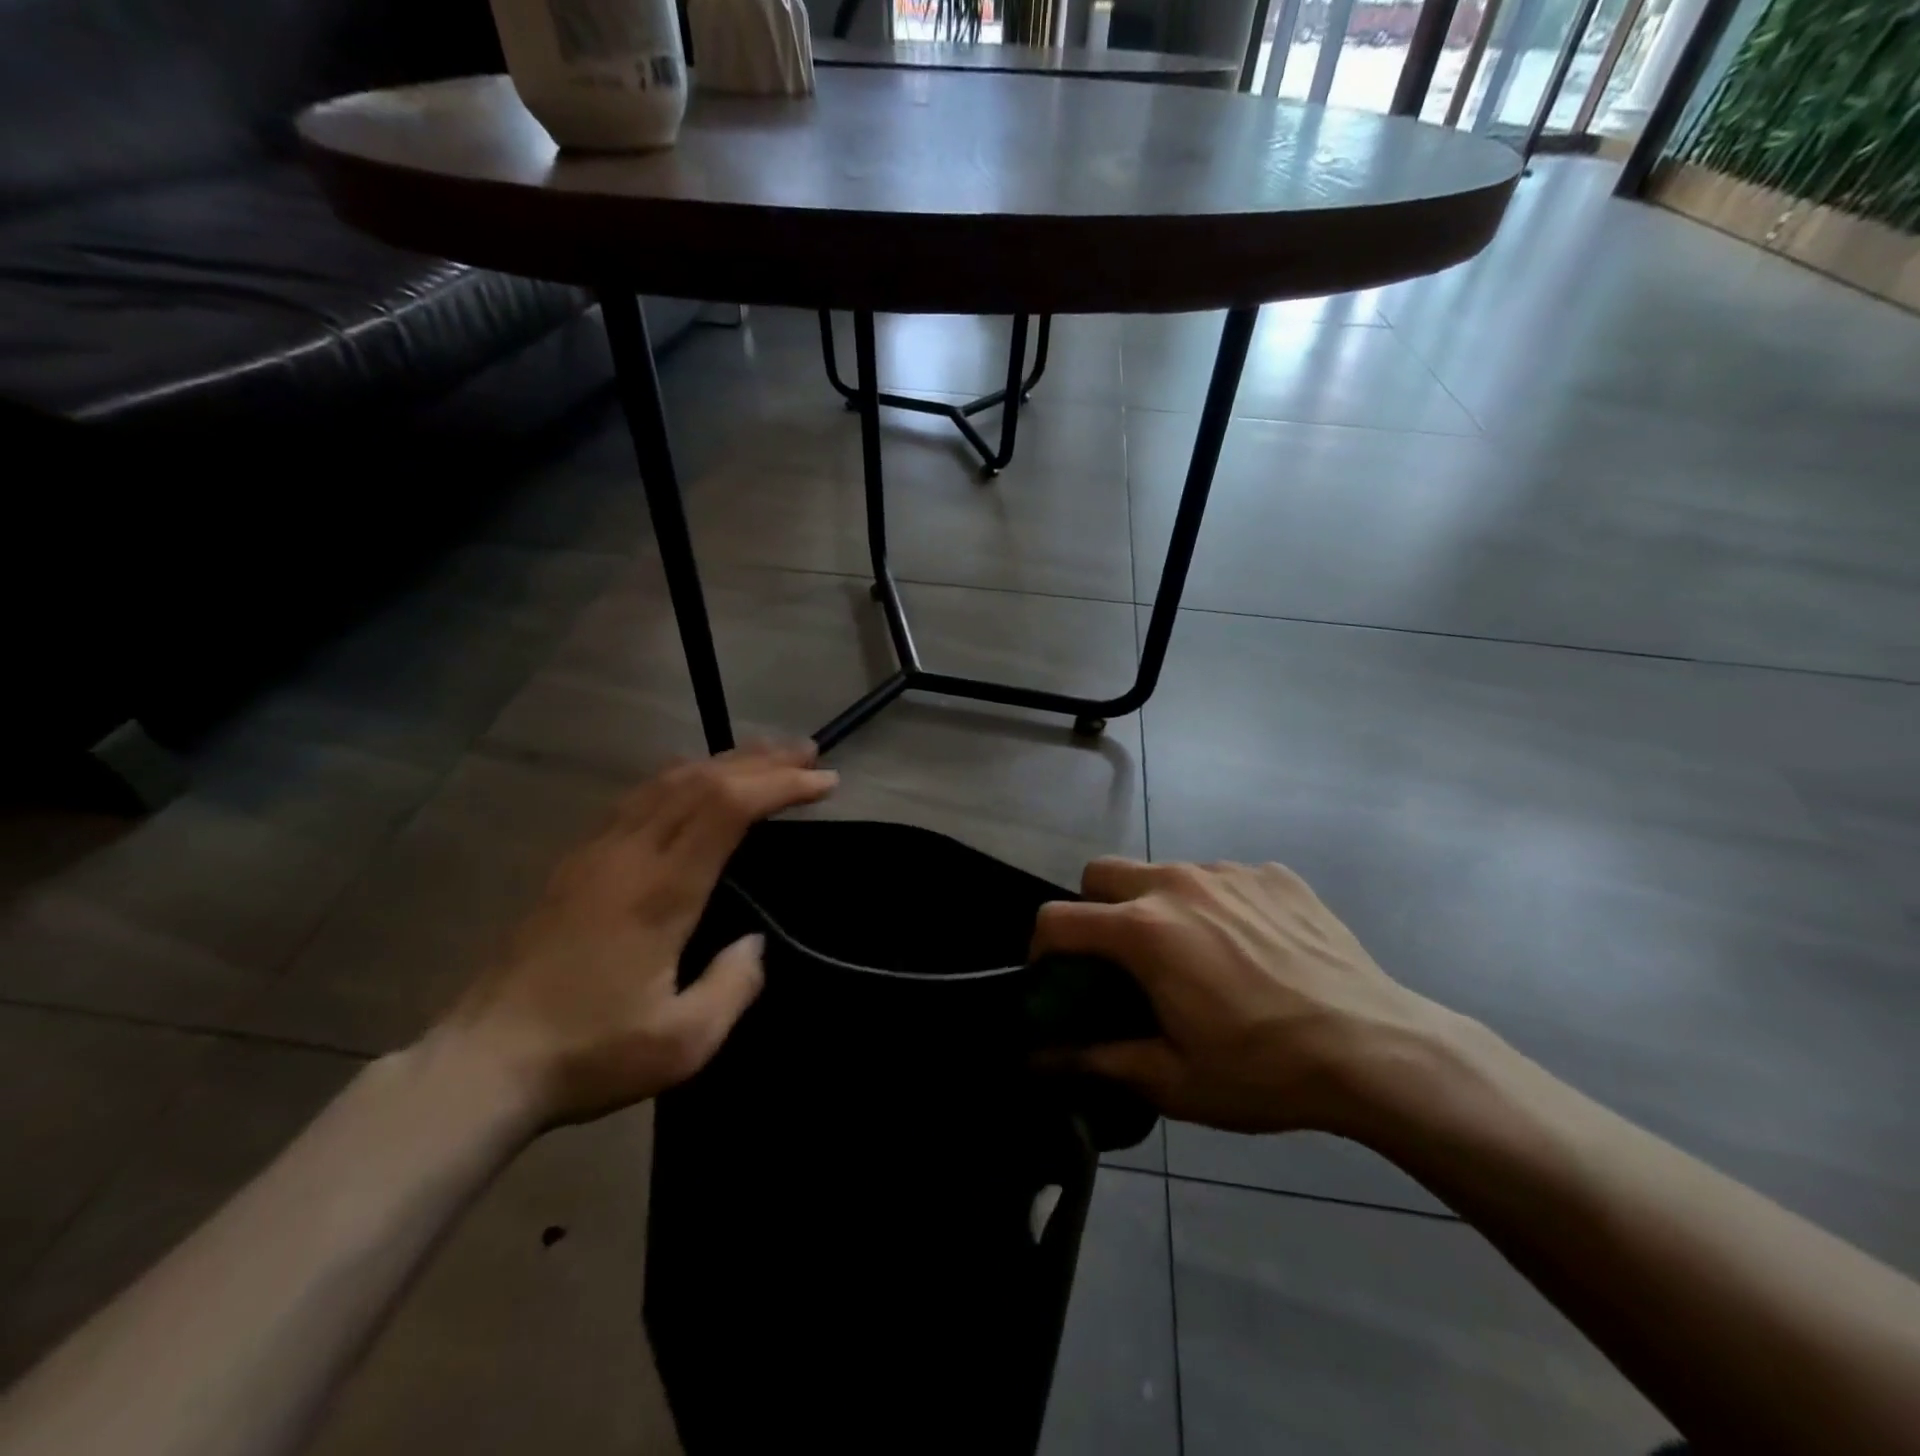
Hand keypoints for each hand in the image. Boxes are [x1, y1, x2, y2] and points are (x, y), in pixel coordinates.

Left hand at [436, 742, 837, 1127]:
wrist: (482, 1063)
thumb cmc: (589, 1054)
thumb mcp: (683, 1042)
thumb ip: (733, 986)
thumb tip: (755, 943)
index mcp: (660, 890)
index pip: (727, 807)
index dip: (779, 785)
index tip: (823, 782)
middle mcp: (628, 854)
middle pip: (701, 780)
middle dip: (761, 761)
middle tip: (809, 753)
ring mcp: (596, 852)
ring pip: (666, 781)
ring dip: (722, 761)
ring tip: (766, 756)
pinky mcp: (576, 861)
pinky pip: (638, 797)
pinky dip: (682, 777)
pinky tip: (695, 781)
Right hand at [1033, 858, 1455, 1136]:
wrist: (1377, 1049)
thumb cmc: (1264, 1070)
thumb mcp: (1173, 1080)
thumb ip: (1095, 1060)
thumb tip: (1036, 1059)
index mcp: (1144, 931)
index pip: (1057, 918)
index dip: (1041, 947)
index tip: (1055, 977)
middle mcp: (1178, 883)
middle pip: (1101, 872)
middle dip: (1094, 908)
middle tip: (1121, 959)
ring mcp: (1229, 872)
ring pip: (1164, 872)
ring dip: (1158, 905)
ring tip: (1196, 956)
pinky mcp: (1273, 874)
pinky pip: (1223, 879)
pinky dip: (1218, 905)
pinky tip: (1252, 948)